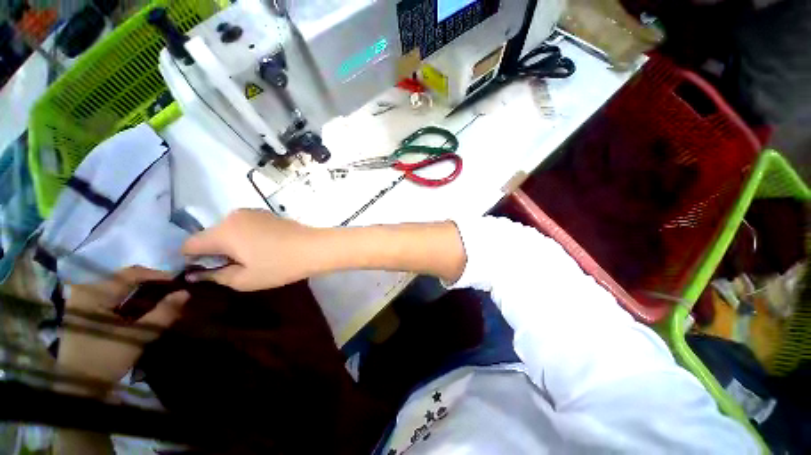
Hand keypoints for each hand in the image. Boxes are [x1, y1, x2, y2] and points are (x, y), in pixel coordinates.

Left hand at [57, 267, 188, 395]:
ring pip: (118, 288)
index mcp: (95, 292)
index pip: (131, 273)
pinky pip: (110, 298)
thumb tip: (185, 293)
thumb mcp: (137, 336)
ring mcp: (82, 300)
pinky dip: (128, 301)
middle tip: (170, 293)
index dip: (158, 275)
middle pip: (124, 279)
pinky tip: (139, 309)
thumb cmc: (106, 358)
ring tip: (158, 301)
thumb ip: (163, 313)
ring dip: (140, 293)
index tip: (178, 283)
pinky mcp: (82, 311)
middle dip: (149, 285)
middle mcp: (86, 290)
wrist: (77, 385)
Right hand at [182, 209, 322, 291]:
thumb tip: (195, 273)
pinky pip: (245, 226)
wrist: (315, 247)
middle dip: (213, 252)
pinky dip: (244, 237)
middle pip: (210, 235)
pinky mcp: (267, 213)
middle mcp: (233, 216)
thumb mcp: (244, 279)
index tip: (201, 273)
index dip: (189, 260)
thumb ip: (215, 276)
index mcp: (223, 231)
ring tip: (251, 259)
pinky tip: (262, 249)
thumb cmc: (280, 265)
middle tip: (231, 269)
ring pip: (228, 230)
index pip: (189, 244)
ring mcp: (252, 212)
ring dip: (230, 244)